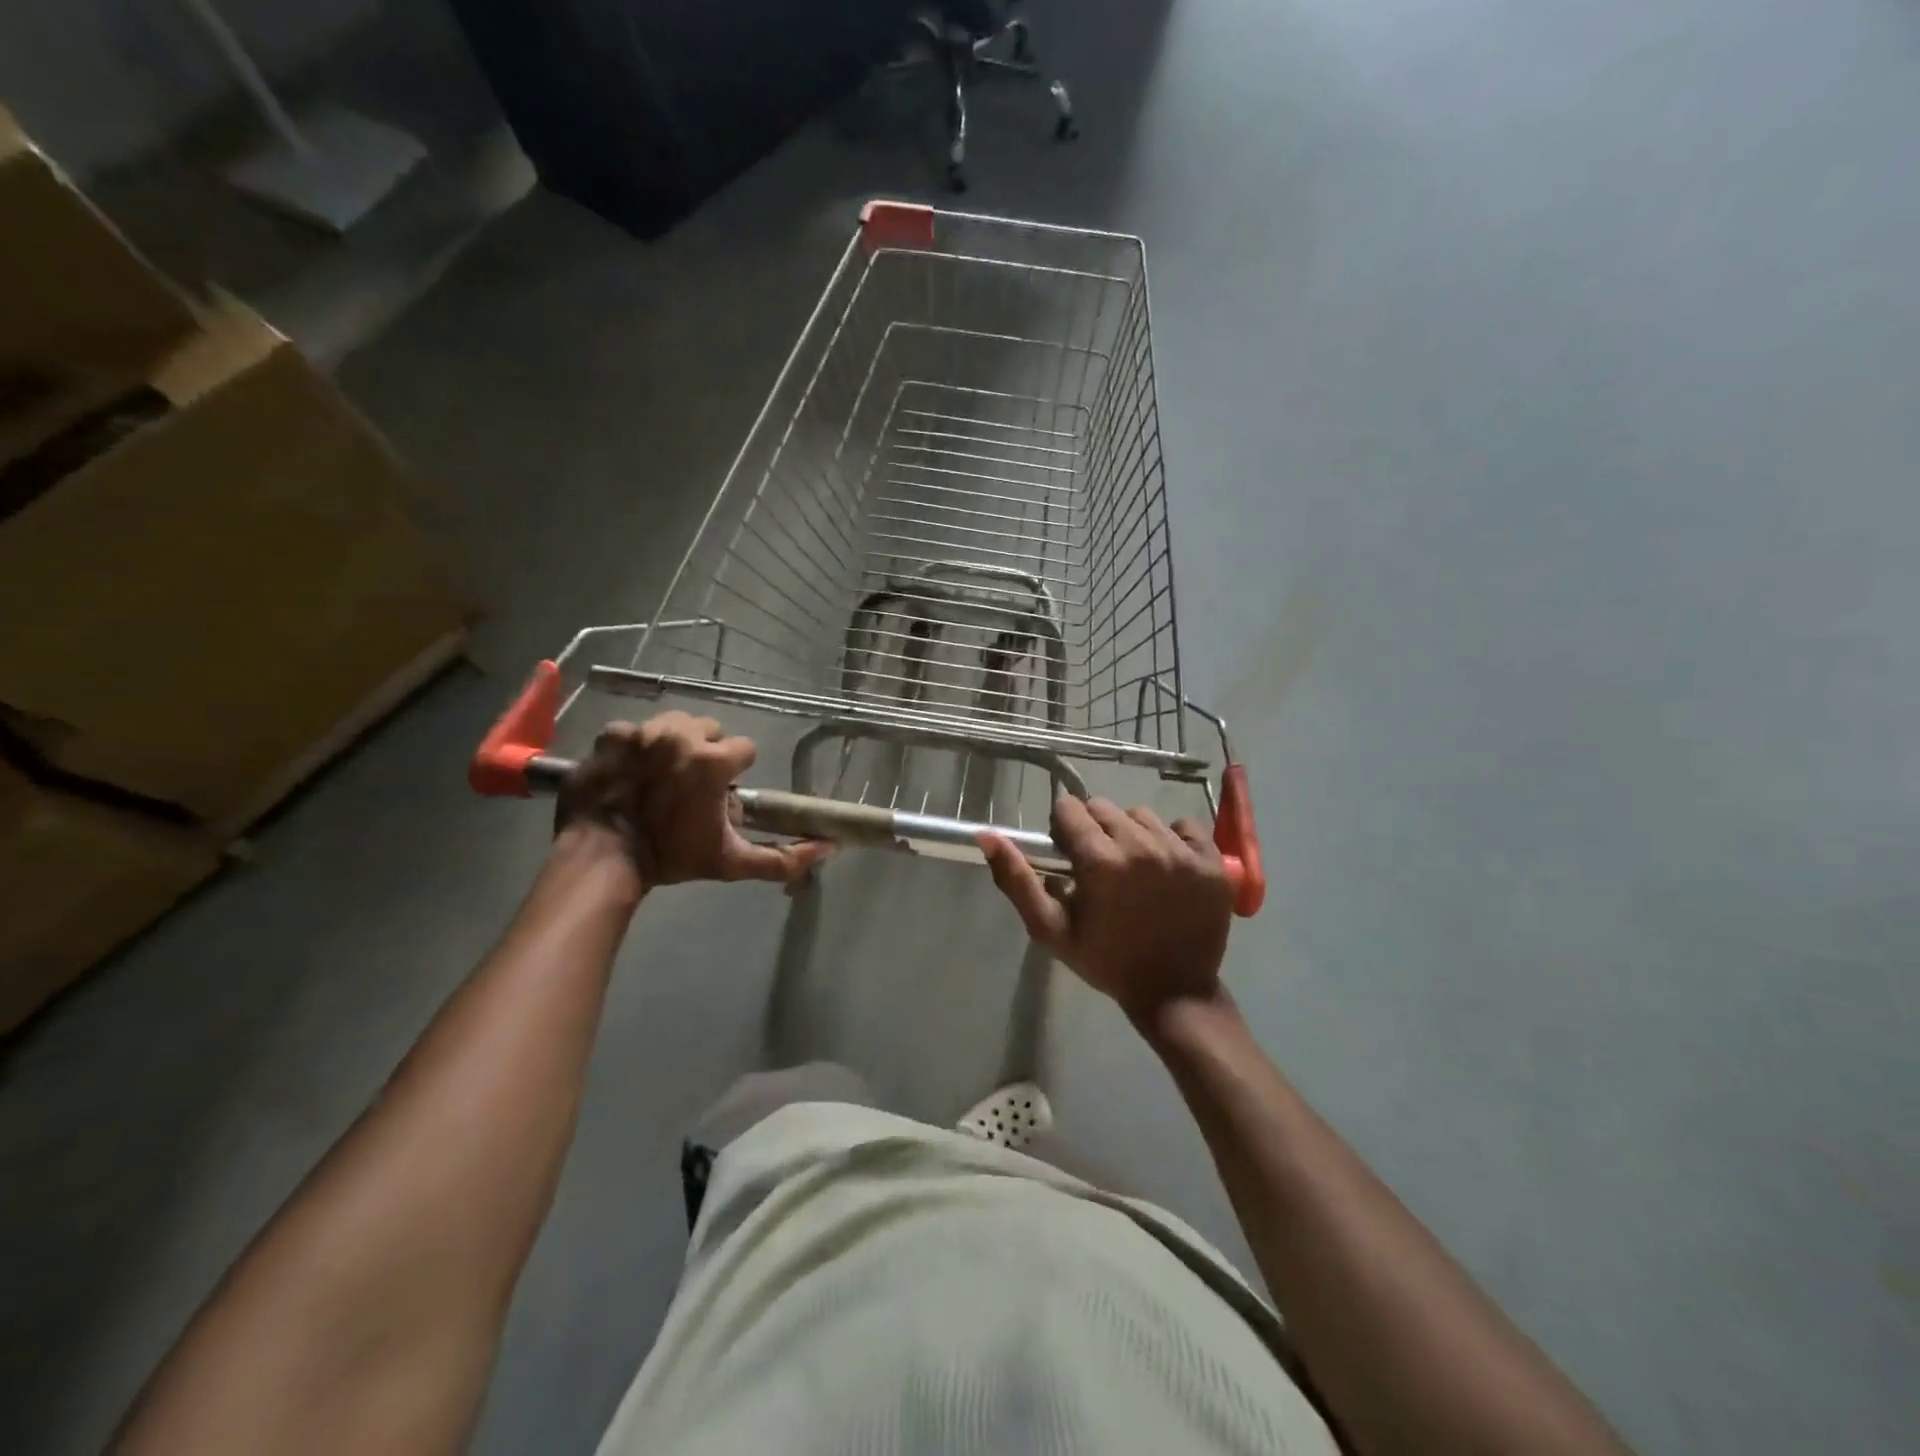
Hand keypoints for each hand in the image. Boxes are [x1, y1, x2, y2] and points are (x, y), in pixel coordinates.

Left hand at [555, 713, 830, 888]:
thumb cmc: (673, 857)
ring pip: (673, 723)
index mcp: (713, 760)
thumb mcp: (732, 861)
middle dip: (705, 751)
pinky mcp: (610, 736)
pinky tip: (630, 772)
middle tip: (690, 785)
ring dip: (673, 743)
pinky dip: (634, 746)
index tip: (720, 793)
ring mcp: (642, 732)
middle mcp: (680, 735)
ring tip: (661, 774)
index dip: (735, 772)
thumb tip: (831, 848)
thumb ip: (783, 857)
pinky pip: (633, 730)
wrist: (603, 859)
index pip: (744, 749)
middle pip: (709, 729)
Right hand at [980, 797, 1233, 1023]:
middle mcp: (1142, 846)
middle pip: (1104, 808)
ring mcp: (1182, 852)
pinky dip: (1173, 839)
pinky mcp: (1212, 860)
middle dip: (1094, 830)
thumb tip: (986, 835)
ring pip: (1142, 815)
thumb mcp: (1050, 929)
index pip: (1070, 808)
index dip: (1063, 830)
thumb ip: (1017, 880)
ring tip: (1134, 868)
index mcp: (1100, 861)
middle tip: (1100, 867)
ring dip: (1131, 833)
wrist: (1174, 993)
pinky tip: (1167, 867)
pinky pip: (1185, 826)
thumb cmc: (1106, 961)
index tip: (1070, 857)